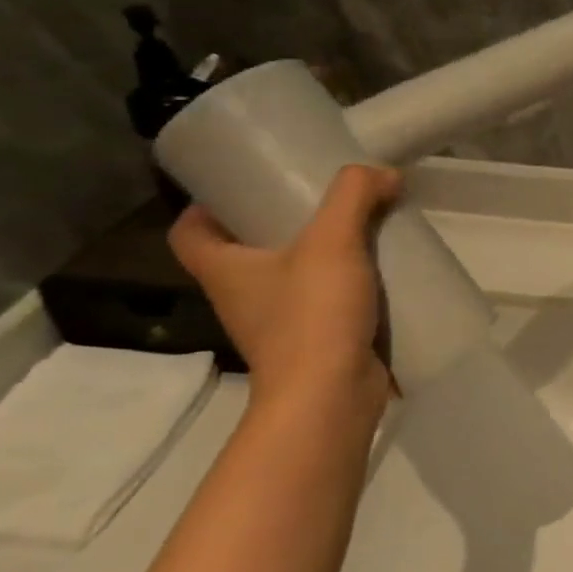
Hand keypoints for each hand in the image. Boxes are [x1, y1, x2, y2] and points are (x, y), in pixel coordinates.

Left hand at [169, 165, 400, 418]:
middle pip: (246, 251)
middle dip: (278, 224)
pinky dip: (346, 287)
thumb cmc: (313, 316)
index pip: (189, 233)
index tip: (244, 186)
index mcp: (225, 271)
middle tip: (319, 198)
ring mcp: (278, 324)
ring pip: (290, 277)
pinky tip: (380, 271)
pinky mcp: (314, 343)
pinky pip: (324, 303)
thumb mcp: (333, 241)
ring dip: (319, 255)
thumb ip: (354, 195)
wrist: (331, 398)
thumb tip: (383, 173)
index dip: (206, 207)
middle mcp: (242, 297)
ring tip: (359, 229)